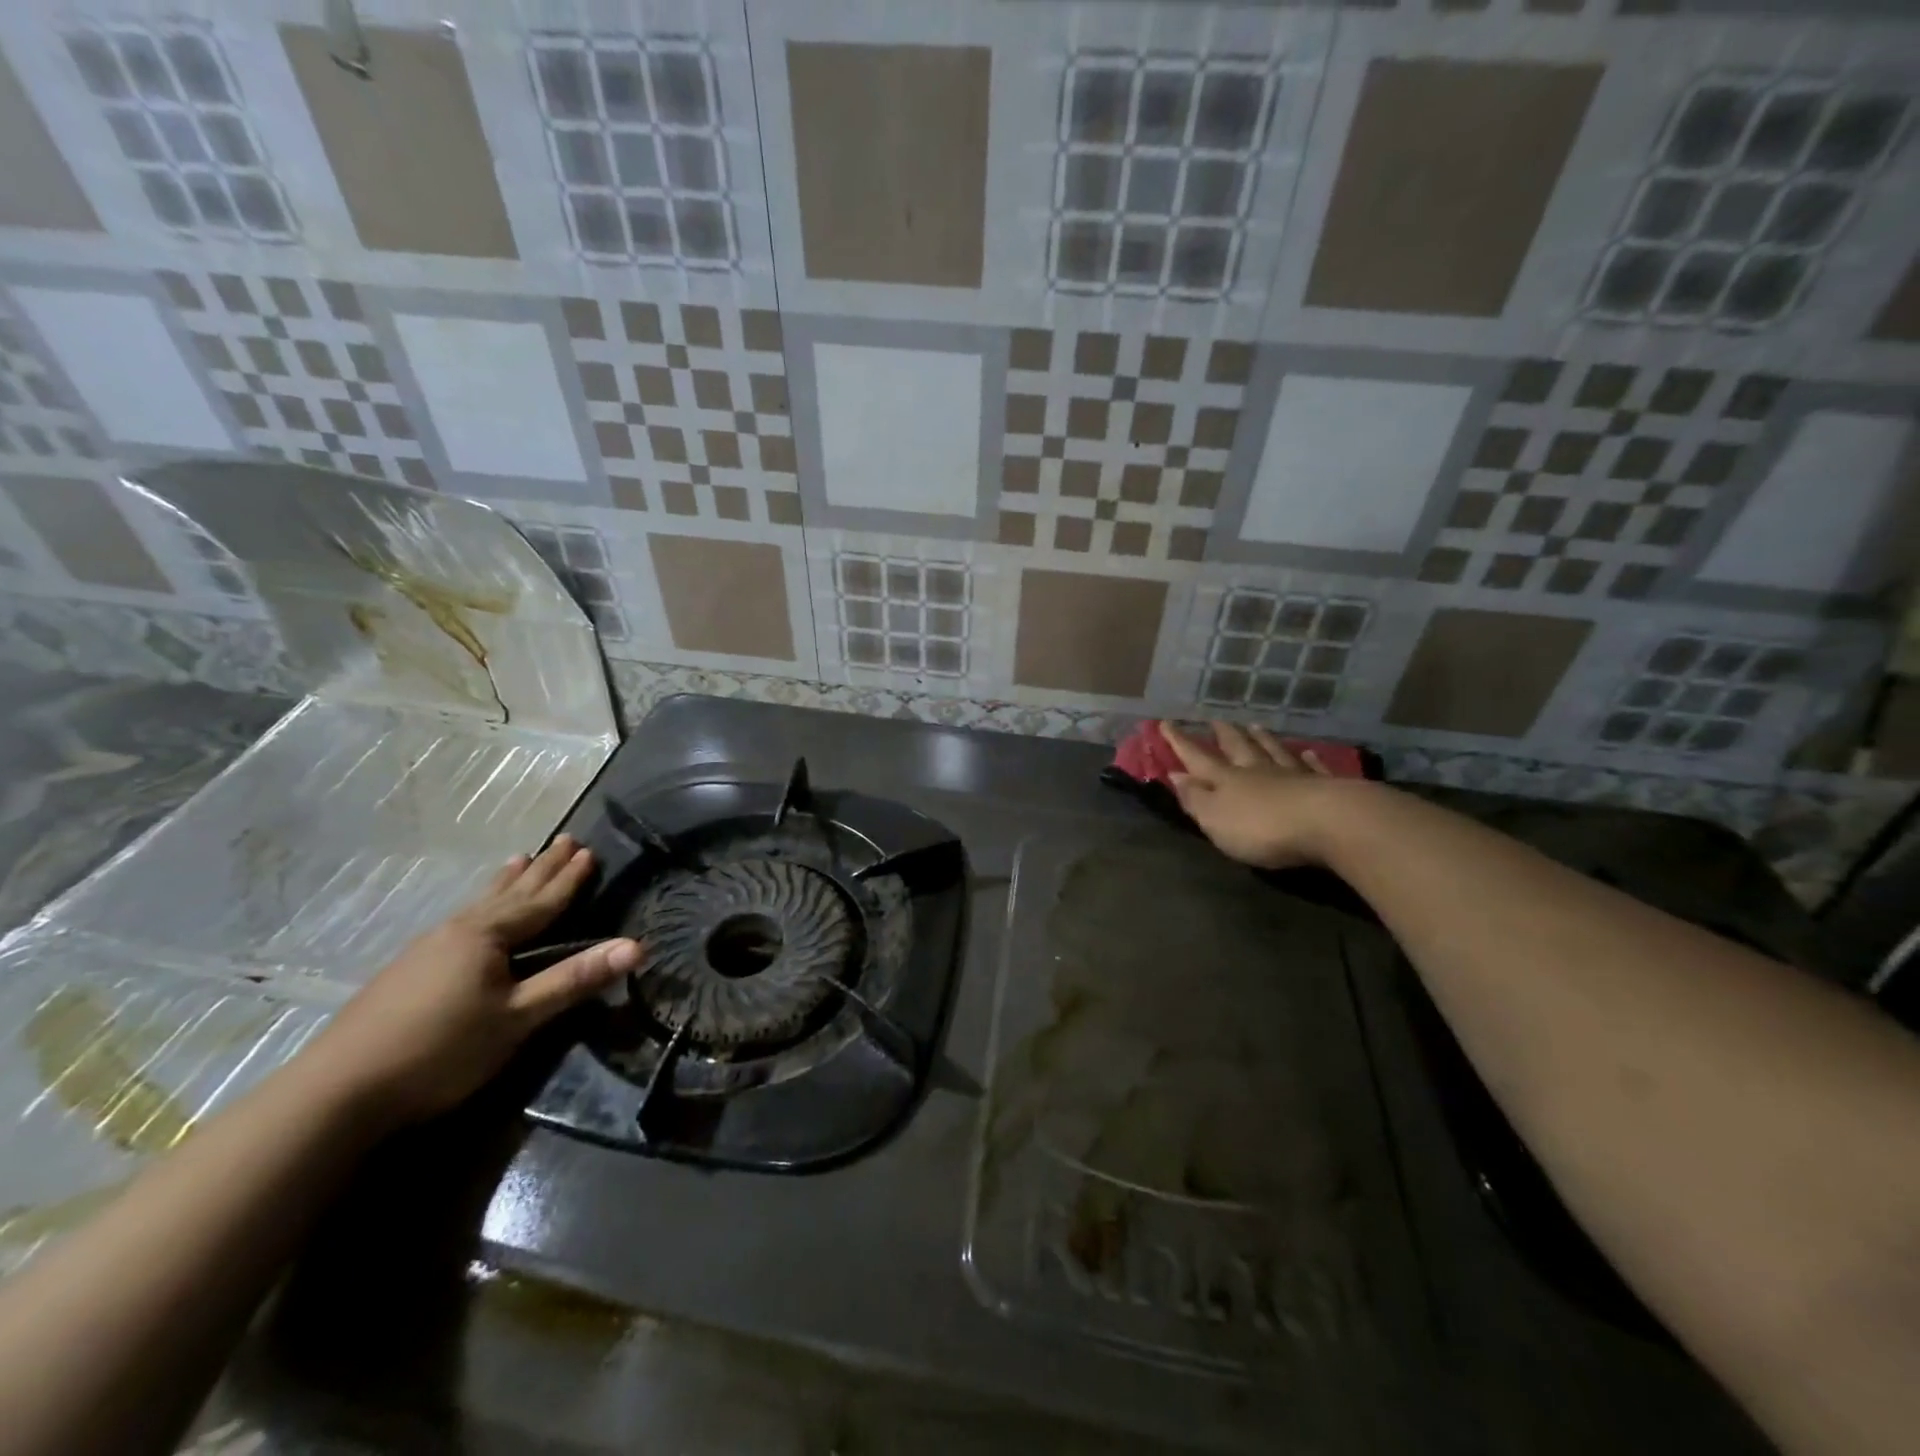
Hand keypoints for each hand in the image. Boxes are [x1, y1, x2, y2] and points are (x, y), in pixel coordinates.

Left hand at [301, 835, 641, 1129]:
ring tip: (519, 859)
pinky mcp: (406, 972)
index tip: (589, 851)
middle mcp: (458, 931)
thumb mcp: (518, 1018)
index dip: (568, 879)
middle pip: (510, 893)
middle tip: (563, 839)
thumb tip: (636, 946)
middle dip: (541, 869)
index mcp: (487, 936)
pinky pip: (461, 921)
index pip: (541, 901)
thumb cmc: (441, 1049)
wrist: (337, 1091)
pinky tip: (472, 915)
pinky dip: (481, 905)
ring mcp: (427, 949)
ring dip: (506, 882)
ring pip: (480, 904)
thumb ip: (574, 980)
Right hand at [1160, 721, 1344, 869]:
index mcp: (1227, 780)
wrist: (1329, 823)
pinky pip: (1313, 767)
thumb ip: (1195, 798)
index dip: (1180, 743)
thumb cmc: (1262, 827)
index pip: (1197, 758)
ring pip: (1273, 751)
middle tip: (1216, 720)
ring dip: (1262, 739)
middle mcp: (1258, 771)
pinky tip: (1308, 751)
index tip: (1166, 723)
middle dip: (1224, 735)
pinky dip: (1309, 758)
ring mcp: (1293, 776)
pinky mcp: (1326, 786)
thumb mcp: (1216, 819)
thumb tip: (1176, 775)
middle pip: (1238, 748)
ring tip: (1255, 726)